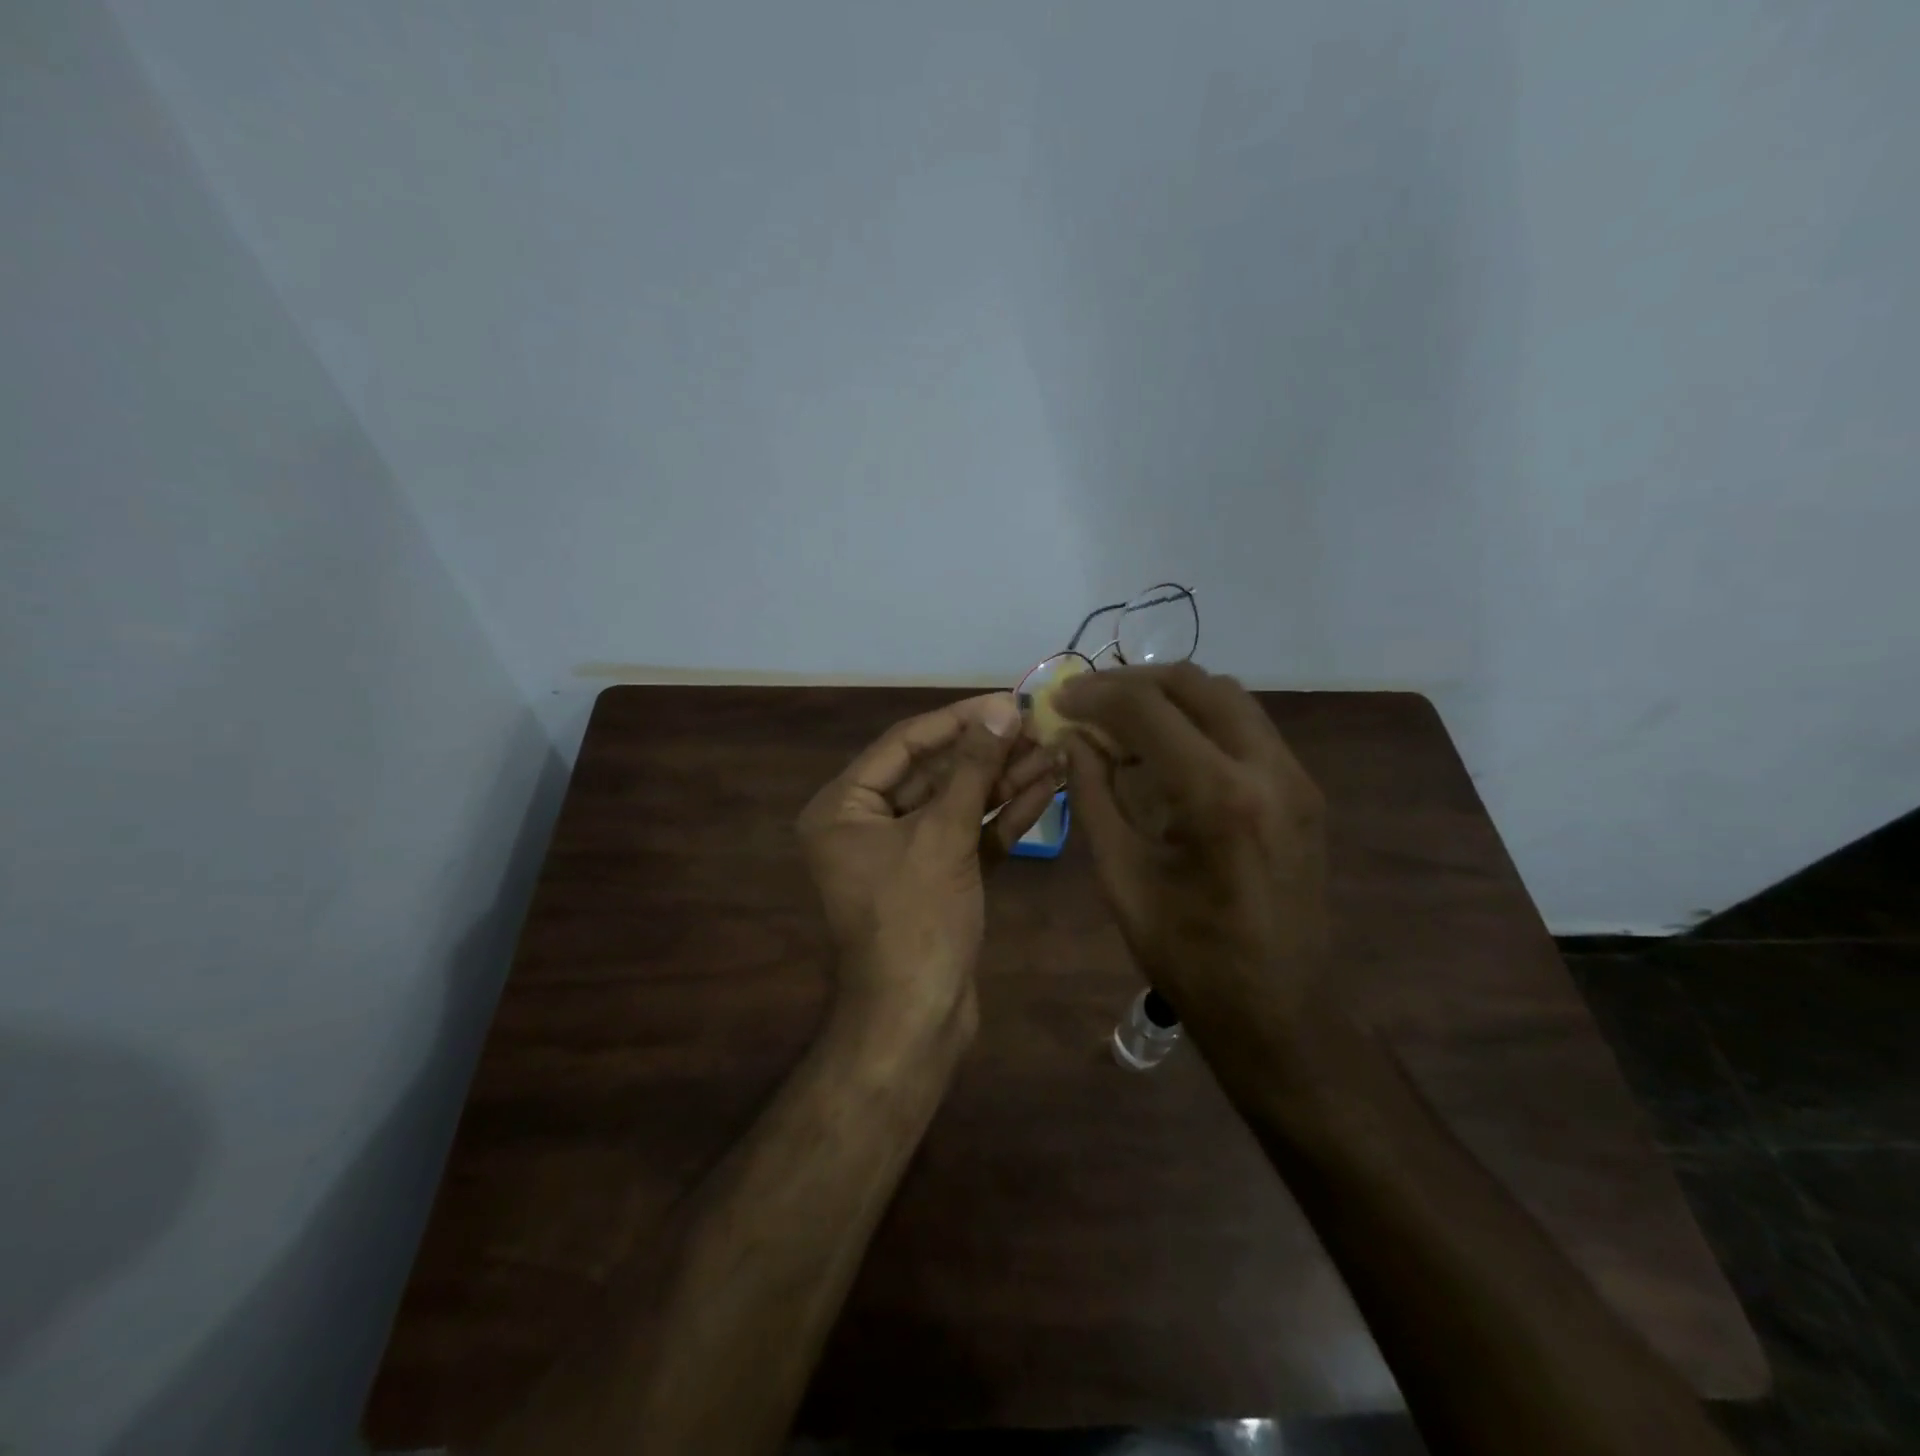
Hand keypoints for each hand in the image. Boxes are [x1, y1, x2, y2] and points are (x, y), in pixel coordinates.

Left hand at [797, 693, 1058, 1043]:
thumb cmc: (916, 920)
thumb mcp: (943, 835)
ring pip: (957, 804)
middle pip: (934, 772)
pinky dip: (1002, 817)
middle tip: (1038, 728)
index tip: (1006, 703)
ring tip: (1054, 752)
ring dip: (1003, 781)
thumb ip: (972, 770)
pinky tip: (1046, 790)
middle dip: (988, 753)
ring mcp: (903, 854)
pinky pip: (968, 835)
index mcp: (844, 807)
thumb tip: (1000, 712)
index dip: (958, 720)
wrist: (917, 1020)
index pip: (904, 744)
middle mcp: (867, 824)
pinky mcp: (936, 878)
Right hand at [1056, 664, 1328, 1044]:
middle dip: (1133, 681)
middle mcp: (1269, 770)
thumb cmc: (1188, 957)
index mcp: (1218, 798)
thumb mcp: (1122, 876)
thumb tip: (1072, 739)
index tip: (1058, 700)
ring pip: (1227, 697)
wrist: (1279, 1011)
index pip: (1148, 710)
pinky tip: (1166, 749)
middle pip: (1196, 683)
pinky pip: (1247, 728)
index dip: (1095, 695)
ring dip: (1169, 696)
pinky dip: (1200, 720)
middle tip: (1088, 699)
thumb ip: (1093, 796)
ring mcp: (1296, 778)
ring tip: (1122, 718)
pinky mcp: (1304, 791)